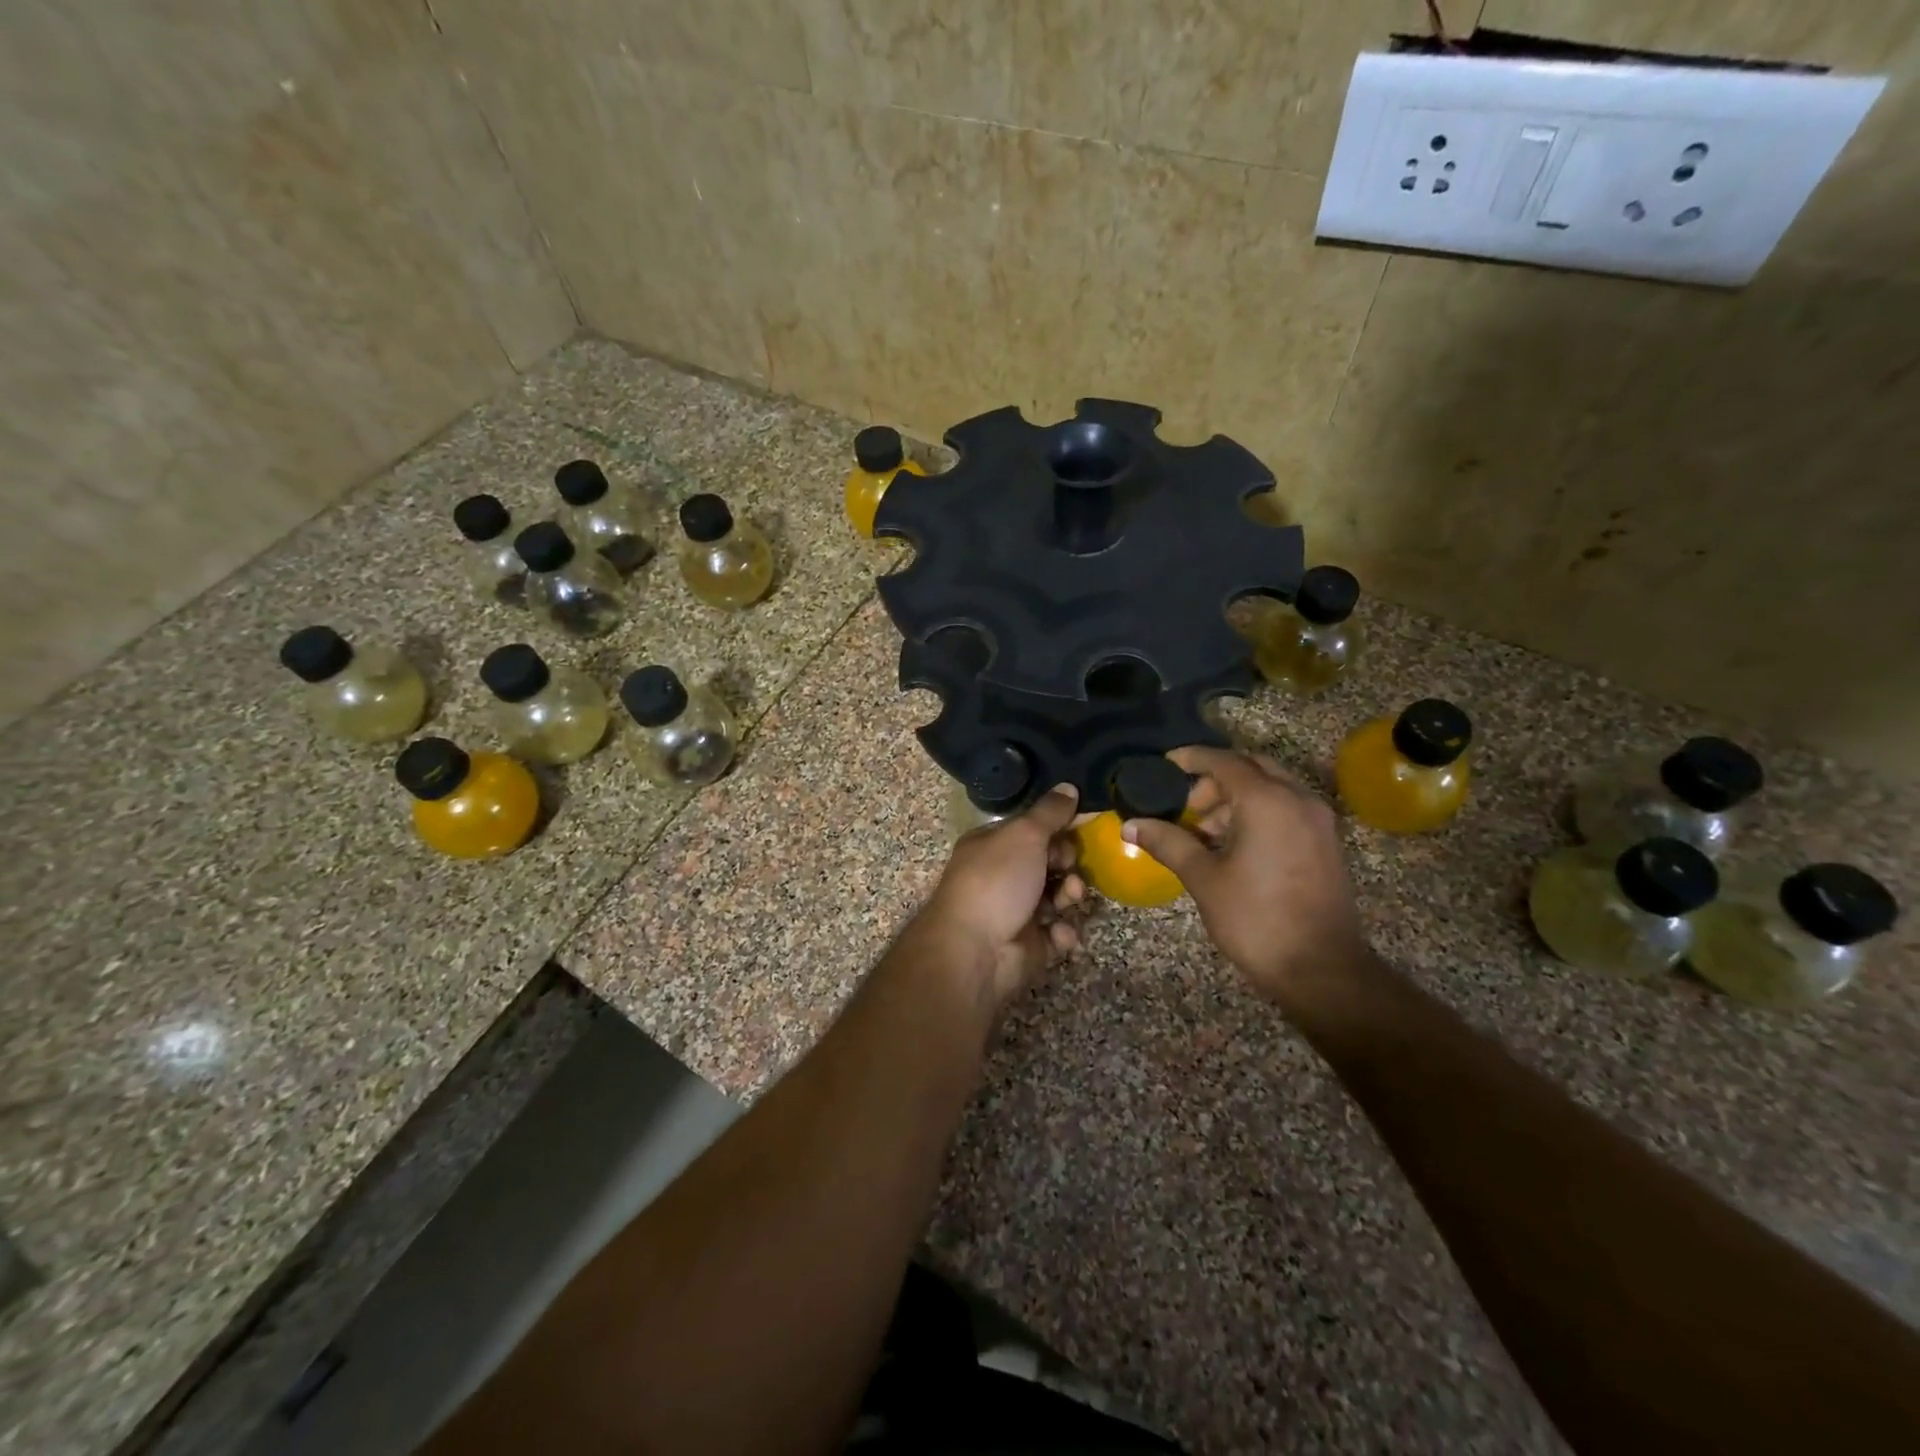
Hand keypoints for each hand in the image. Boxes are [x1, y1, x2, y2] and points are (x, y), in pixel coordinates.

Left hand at [915, 784, 1085, 1011]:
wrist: (975, 950)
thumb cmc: (996, 881)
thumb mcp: (1024, 835)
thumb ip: (1050, 812)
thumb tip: (1069, 786)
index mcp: (992, 845)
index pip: (1032, 830)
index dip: (1058, 828)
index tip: (1081, 827)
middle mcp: (1002, 876)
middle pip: (1048, 863)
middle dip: (1067, 864)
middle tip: (1069, 867)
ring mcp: (1016, 911)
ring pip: (1057, 897)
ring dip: (1070, 895)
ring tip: (1070, 899)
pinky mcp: (1029, 945)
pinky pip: (1056, 933)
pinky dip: (1062, 933)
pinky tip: (1059, 933)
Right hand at [1124, 747, 1364, 1008]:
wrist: (1322, 970)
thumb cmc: (1256, 919)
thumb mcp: (1204, 879)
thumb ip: (1168, 843)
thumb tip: (1131, 825)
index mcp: (1267, 801)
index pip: (1224, 762)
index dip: (1192, 758)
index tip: (1165, 764)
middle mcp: (1297, 799)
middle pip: (1251, 768)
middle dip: (1215, 779)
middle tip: (1186, 805)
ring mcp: (1317, 821)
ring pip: (1271, 789)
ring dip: (1236, 799)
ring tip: (1204, 833)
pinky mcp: (1325, 843)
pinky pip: (1286, 809)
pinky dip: (1258, 813)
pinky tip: (1234, 847)